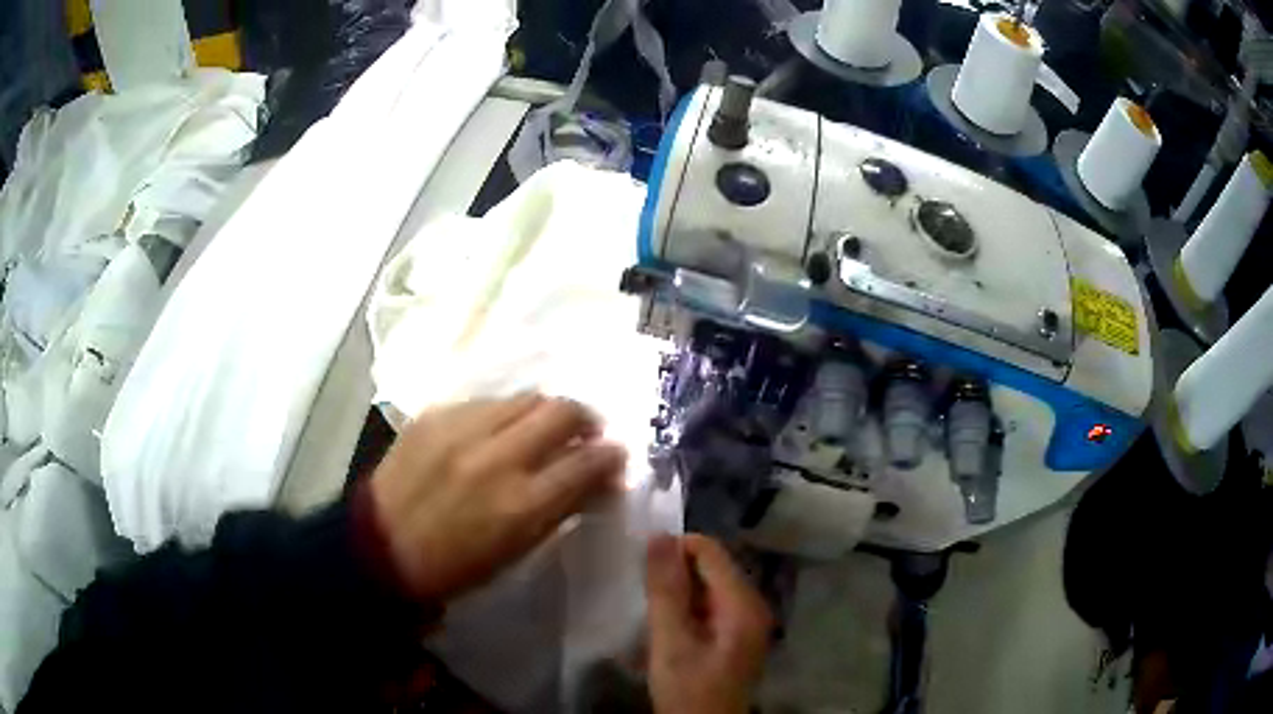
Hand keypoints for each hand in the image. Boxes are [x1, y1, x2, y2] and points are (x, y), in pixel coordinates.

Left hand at [369, 393, 625, 601]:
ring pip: (525, 397)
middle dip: (585, 419)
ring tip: (540, 428)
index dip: (611, 456)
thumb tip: (594, 479)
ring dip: (544, 412)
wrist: (382, 547)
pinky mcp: (434, 415)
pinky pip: (485, 402)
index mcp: (522, 504)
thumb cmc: (457, 566)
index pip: (588, 463)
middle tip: (585, 433)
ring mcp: (462, 429)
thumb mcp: (518, 549)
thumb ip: (560, 508)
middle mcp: (497, 457)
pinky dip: (502, 414)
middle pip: (562, 411)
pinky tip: (494, 431)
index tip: (615, 456)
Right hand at [645, 534, 772, 713]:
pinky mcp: (735, 635)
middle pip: (711, 567)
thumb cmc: (688, 691)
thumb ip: (666, 591)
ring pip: (708, 587)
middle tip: (642, 592)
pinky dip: (686, 608)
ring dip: (677, 592)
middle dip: (675, 573)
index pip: (710, 551)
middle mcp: (753, 605)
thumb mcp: (671, 643)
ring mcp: (747, 621)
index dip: (674, 551)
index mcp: (743, 603)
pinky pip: (710, 606)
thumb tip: (659, 536)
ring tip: (649, 608)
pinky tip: (666, 626)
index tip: (641, 568)